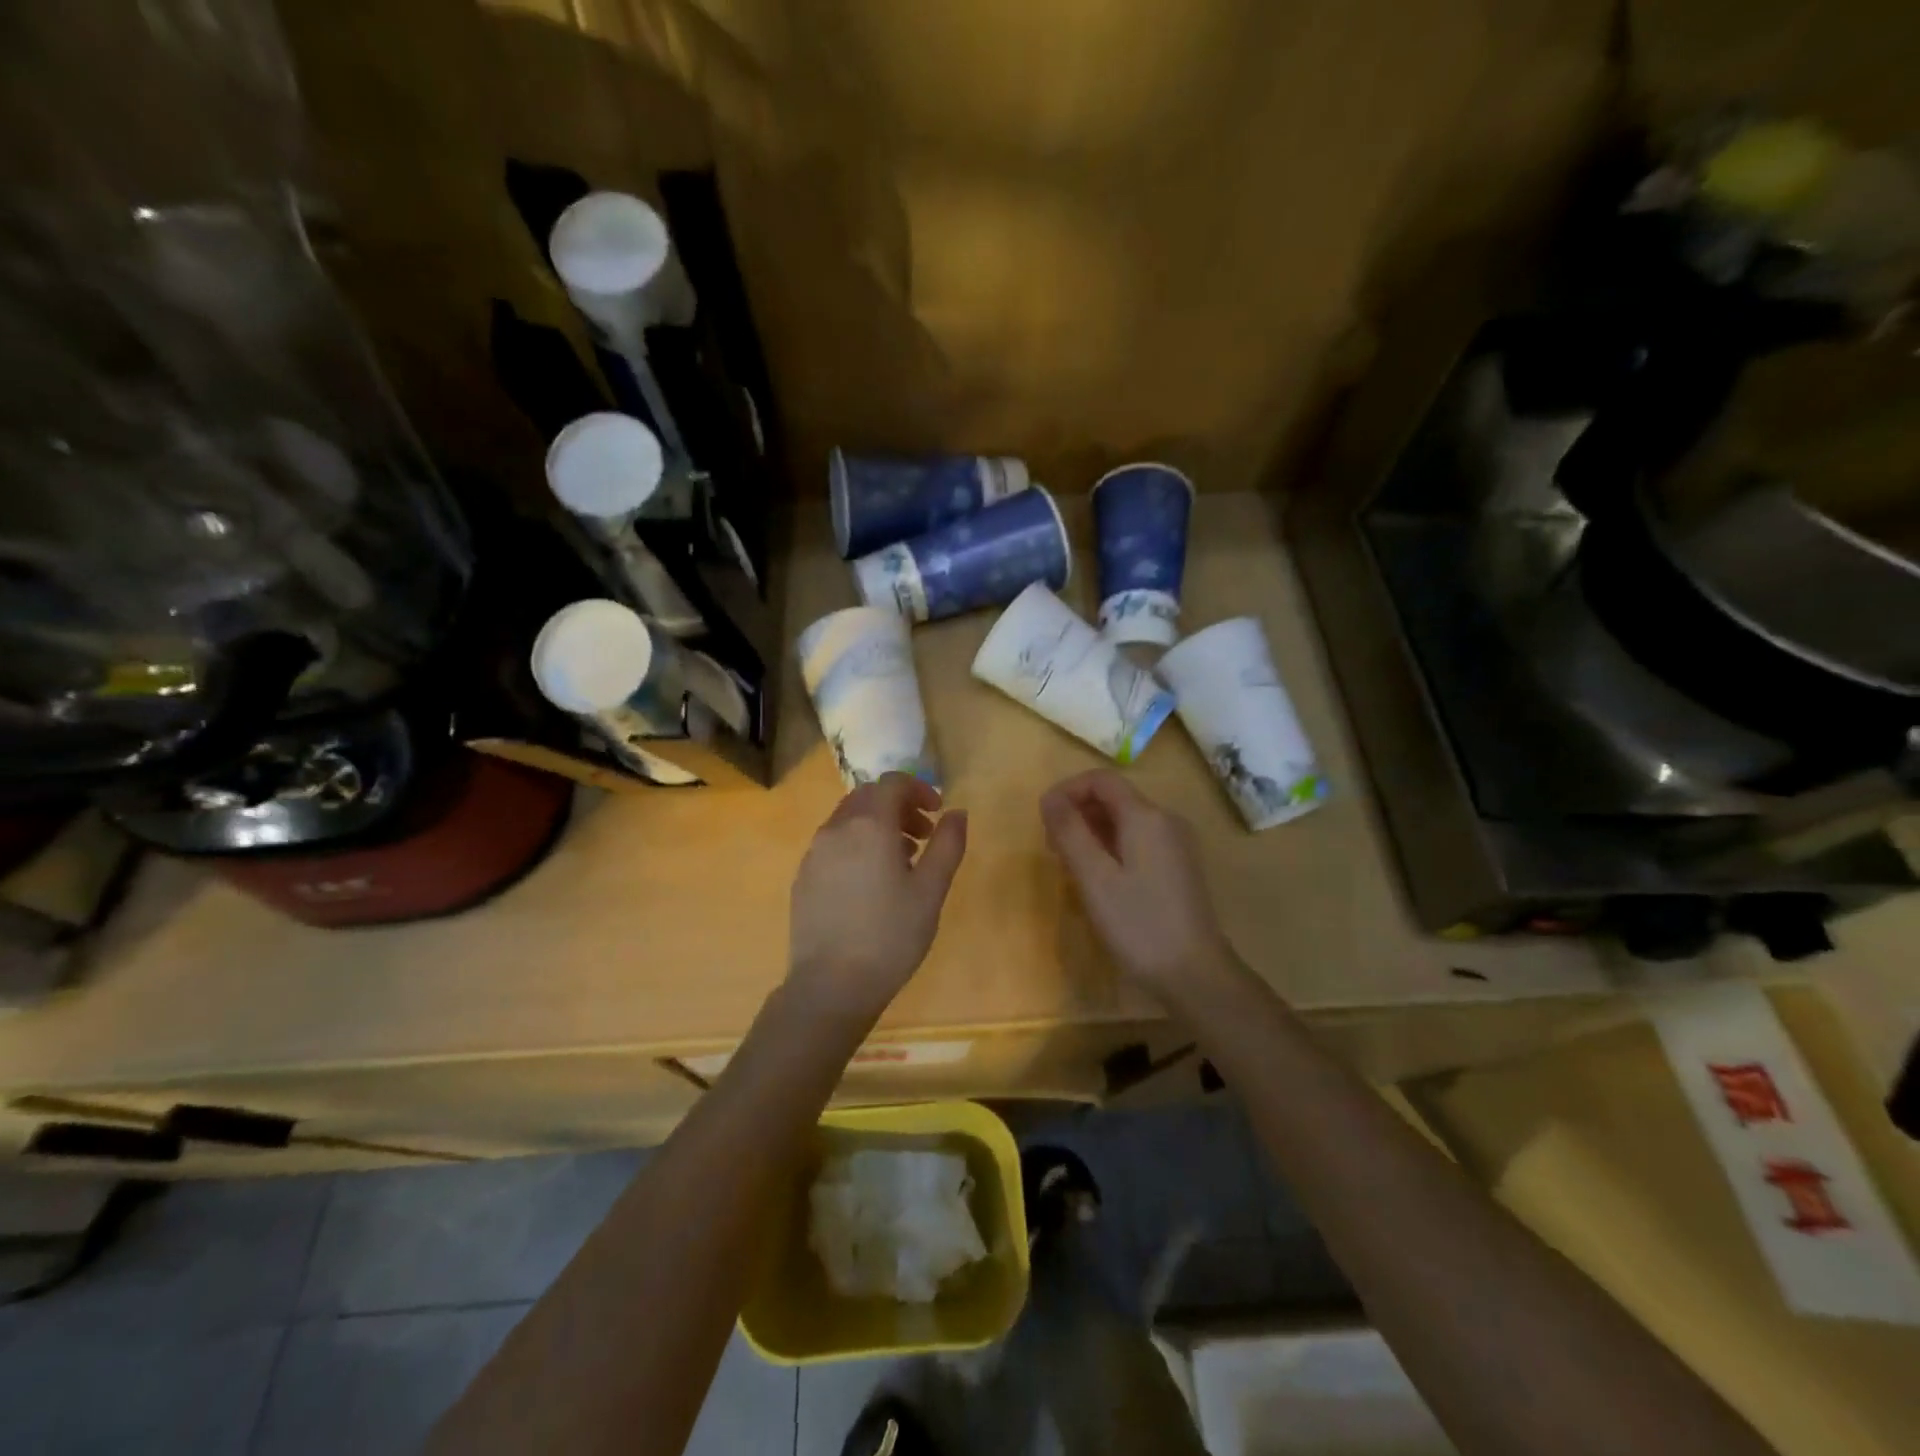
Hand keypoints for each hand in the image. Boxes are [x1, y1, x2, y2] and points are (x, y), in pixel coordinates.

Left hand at [788, 773, 967, 1018]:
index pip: (892, 783)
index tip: (937, 814)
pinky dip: (856, 845)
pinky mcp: (803, 877)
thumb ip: (947, 844)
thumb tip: (957, 812)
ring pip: (848, 820)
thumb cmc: (890, 935)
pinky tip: (870, 884)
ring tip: (900, 862)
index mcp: (869, 825)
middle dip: (898, 807)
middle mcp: (836, 829)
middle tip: (922, 837)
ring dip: (877, 826)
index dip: (919, 789)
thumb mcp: (931, 890)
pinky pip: (833, 844)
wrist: (830, 985)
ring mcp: (814, 853)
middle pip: (868, 797)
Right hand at [1040, 770, 1234, 995]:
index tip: (1044, 818)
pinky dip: (1112, 847)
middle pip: (1114, 798)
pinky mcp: (1179, 866)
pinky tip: (1100, 879)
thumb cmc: (1138, 923)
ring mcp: (1176, 844)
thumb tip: (1049, 797)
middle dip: (1078, 813)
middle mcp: (1165, 820)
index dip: (1067, 790)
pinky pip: (1138, 840)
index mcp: (1146, 816)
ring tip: (1071, 867)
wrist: (1195, 973)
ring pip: (1125, 821)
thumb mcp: (1094, 877)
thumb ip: (1070, 831)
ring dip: (1092, 832)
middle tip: (1053, 849)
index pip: (1101, 780)